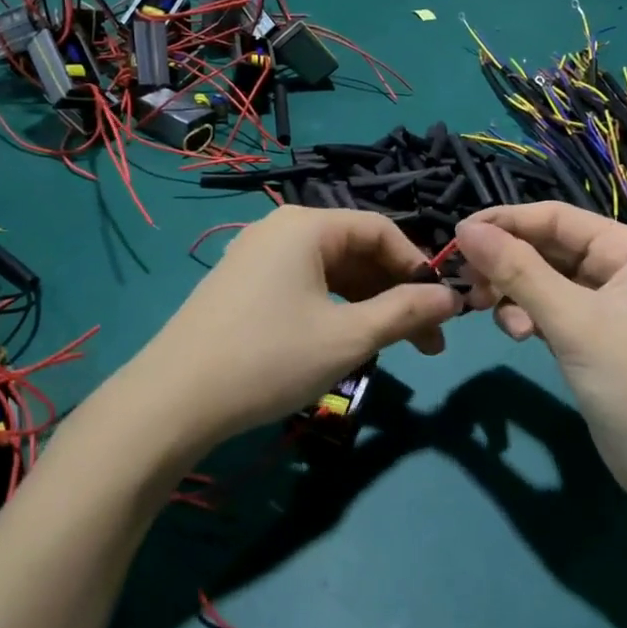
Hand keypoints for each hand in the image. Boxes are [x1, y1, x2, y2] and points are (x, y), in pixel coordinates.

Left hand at [131, 207, 459, 451]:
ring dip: (368, 305)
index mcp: (306, 225)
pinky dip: (335, 309)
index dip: (419, 268)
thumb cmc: (270, 358)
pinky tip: (346, 341)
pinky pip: (305, 286)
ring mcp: (257, 257)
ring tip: (391, 347)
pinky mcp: (243, 286)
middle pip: (357, 251)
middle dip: (396, 293)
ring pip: (332, 272)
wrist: (173, 401)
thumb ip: (406, 312)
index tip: (443, 310)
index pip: (382, 231)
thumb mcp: (348, 337)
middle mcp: (281, 229)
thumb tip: (453, 299)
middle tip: (427, 342)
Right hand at [455, 204, 626, 514]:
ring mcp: (606, 306)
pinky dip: (527, 318)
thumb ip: (518, 272)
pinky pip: (549, 311)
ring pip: (543, 281)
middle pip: (547, 248)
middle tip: (466, 283)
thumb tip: (464, 229)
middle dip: (506, 263)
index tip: (455, 237)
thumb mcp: (573, 322)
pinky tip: (520, 337)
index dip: (505, 222)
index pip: (556, 217)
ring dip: (513, 294)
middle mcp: (619, 270)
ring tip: (493, 315)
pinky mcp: (592, 338)